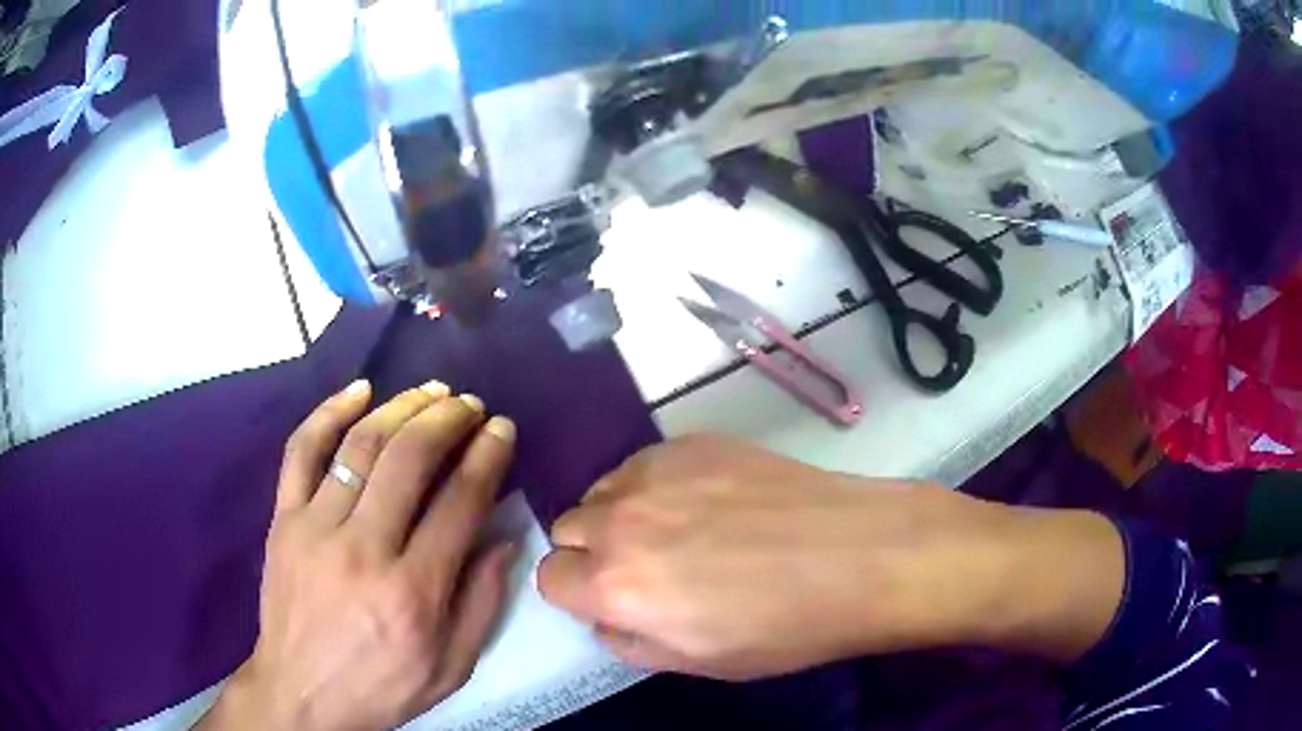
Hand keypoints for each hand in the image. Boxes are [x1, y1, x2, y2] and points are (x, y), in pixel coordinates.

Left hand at [200, 380, 518, 730]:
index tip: (502, 429)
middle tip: (470, 404)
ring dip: (401, 407)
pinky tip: (358, 389)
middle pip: (409, 459)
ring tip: (431, 392)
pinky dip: (328, 412)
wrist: (301, 692)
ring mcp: (315, 527)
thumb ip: (483, 602)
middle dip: (448, 419)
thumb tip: (504, 537)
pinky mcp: (283, 519)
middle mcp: (363, 548)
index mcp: (413, 590)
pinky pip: (301, 451)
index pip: (459, 503)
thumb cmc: (382, 686)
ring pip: (360, 445)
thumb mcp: (452, 666)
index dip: (487, 457)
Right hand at [537, 436, 1122, 680]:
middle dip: (595, 552)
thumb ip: (629, 640)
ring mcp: (657, 471)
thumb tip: (605, 614)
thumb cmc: (785, 627)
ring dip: (620, 514)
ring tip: (676, 530)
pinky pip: (643, 464)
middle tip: (647, 566)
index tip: (611, 597)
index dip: (578, 592)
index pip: (550, 579)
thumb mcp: (697, 663)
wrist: (860, 555)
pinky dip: (654, 485)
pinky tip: (706, 500)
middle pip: (569, 528)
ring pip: (602, 491)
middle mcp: (620, 521)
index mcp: (616, 585)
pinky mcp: (691, 442)